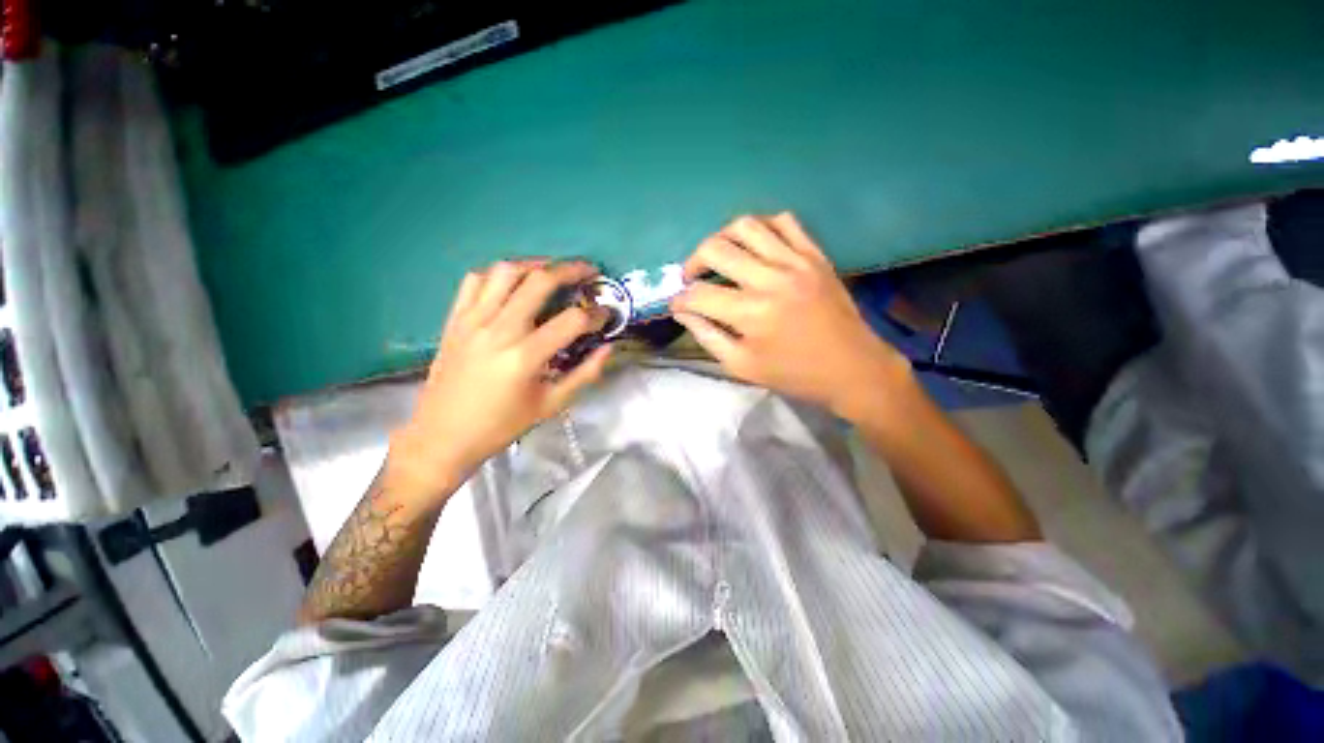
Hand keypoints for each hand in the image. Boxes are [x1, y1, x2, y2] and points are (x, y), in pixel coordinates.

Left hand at [386, 260, 612, 500]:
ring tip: (552, 271)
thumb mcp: (551, 405)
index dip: (596, 315)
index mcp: (525, 357)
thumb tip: (609, 349)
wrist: (442, 436)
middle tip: (589, 271)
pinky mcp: (454, 319)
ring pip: (506, 271)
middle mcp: (499, 330)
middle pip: (540, 281)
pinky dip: (498, 274)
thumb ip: (585, 375)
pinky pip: (475, 280)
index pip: (572, 321)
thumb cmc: (501, 425)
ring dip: (535, 264)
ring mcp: (472, 320)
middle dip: (571, 270)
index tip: (606, 316)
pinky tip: (512, 283)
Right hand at [670, 213, 910, 419]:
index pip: (699, 295)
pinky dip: (761, 227)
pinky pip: (784, 221)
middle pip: (715, 250)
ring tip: (719, 256)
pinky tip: (755, 246)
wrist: (852, 367)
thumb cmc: (793, 374)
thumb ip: (708, 337)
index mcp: (751, 314)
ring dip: (721, 238)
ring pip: (746, 226)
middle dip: (693, 263)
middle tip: (692, 278)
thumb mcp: (742, 366)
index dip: (680, 300)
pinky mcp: (815, 254)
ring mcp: (796, 261)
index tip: (678, 305)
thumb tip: (683, 312)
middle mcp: (770, 279)